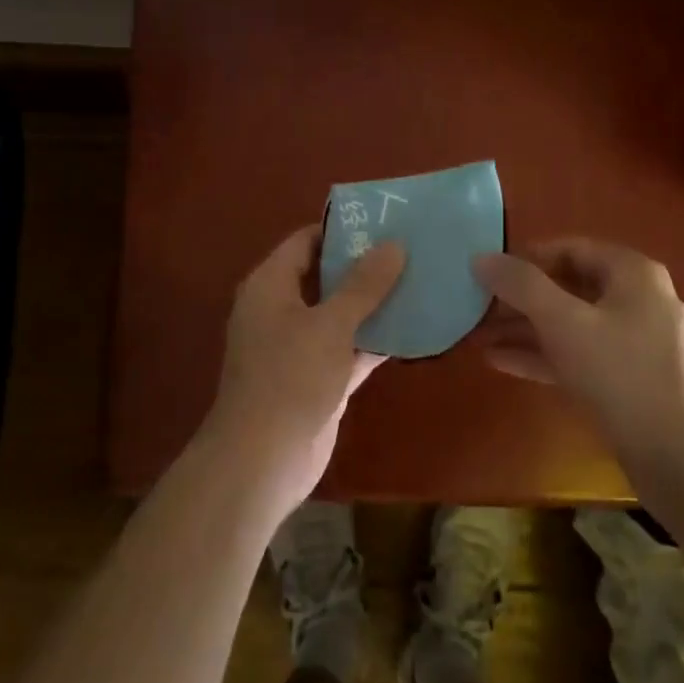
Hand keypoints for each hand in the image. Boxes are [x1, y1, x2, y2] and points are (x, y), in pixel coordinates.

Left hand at [199, 226, 405, 516]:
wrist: (263, 460)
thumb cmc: (290, 378)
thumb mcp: (330, 324)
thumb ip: (363, 284)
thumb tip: (394, 244)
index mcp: (270, 286)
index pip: (305, 241)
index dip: (342, 230)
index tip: (384, 222)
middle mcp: (282, 310)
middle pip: (326, 276)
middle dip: (365, 265)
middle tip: (412, 248)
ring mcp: (300, 346)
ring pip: (341, 313)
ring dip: (375, 303)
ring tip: (421, 280)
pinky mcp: (318, 377)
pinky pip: (350, 347)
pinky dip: (376, 340)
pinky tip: (415, 328)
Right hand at [472, 237, 683, 459]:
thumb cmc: (623, 375)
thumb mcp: (565, 323)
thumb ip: (521, 286)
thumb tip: (481, 257)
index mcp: (632, 274)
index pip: (570, 248)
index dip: (526, 257)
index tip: (487, 272)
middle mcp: (636, 301)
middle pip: (568, 287)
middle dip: (520, 298)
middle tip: (476, 307)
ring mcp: (633, 343)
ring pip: (569, 325)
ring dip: (525, 329)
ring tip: (477, 335)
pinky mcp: (626, 381)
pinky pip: (577, 356)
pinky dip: (542, 356)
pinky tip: (500, 362)